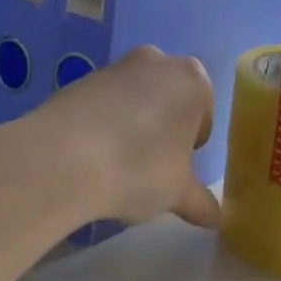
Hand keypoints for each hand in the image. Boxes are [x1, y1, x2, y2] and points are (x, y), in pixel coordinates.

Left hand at [35, 45, 220, 228]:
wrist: (63, 158)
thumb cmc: (139, 168)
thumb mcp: (177, 193)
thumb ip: (200, 201)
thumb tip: (217, 218)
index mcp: (192, 81)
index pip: (204, 113)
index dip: (193, 145)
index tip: (178, 169)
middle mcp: (157, 61)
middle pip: (169, 98)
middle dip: (164, 128)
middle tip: (151, 166)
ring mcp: (115, 67)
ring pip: (135, 98)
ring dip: (133, 125)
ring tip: (117, 165)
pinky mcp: (80, 80)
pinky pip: (102, 104)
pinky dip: (102, 124)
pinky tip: (91, 156)